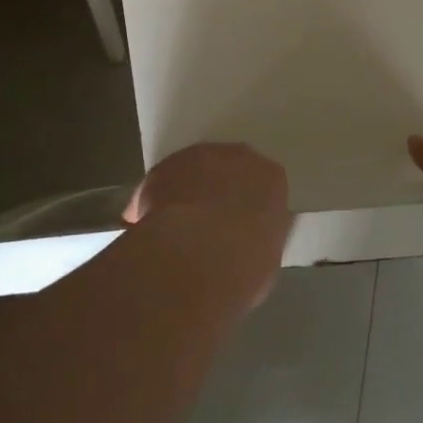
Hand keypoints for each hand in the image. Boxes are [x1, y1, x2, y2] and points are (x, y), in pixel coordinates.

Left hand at [125, 143, 291, 309]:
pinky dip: (156, 200)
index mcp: (271, 179)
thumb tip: (248, 241)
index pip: (264, 184)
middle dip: (218, 189)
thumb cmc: (245, 266)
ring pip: (193, 170)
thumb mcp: (267, 258)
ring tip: (176, 226)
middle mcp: (238, 157)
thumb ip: (259, 238)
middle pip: (228, 168)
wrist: (198, 256)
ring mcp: (198, 157)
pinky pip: (162, 182)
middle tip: (208, 221)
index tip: (241, 224)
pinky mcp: (162, 168)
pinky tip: (151, 226)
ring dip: (186, 190)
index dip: (249, 205)